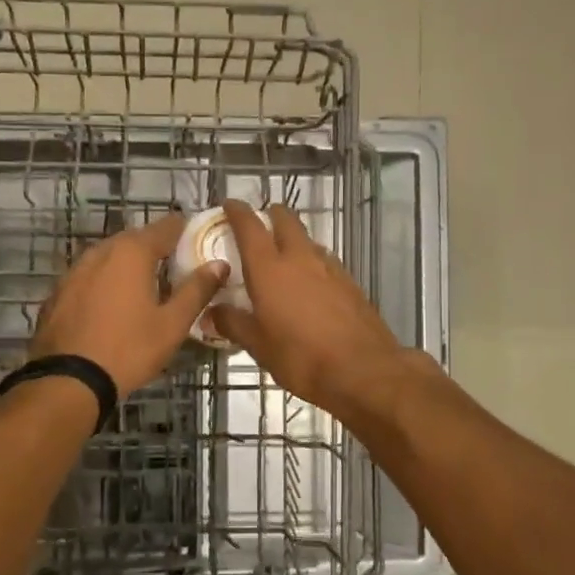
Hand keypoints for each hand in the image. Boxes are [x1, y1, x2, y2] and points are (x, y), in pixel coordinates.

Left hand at [29, 214, 228, 394]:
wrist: (68, 380)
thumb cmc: (129, 349)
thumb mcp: (172, 324)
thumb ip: (197, 290)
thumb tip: (219, 264)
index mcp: (132, 252)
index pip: (167, 226)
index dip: (186, 232)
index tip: (200, 245)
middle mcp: (101, 251)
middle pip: (137, 239)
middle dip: (158, 251)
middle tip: (177, 273)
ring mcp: (75, 270)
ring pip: (110, 257)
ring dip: (130, 267)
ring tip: (147, 291)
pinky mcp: (59, 291)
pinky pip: (90, 277)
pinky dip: (106, 283)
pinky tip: (113, 307)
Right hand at [208, 200, 406, 416]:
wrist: (363, 370)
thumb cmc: (301, 357)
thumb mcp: (258, 346)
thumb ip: (233, 324)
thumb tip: (211, 313)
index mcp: (269, 269)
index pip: (249, 227)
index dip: (237, 212)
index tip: (229, 204)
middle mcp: (300, 259)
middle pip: (286, 221)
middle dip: (271, 215)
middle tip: (259, 224)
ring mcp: (330, 268)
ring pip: (308, 240)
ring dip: (293, 240)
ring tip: (282, 256)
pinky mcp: (350, 283)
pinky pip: (325, 261)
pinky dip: (312, 262)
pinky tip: (309, 283)